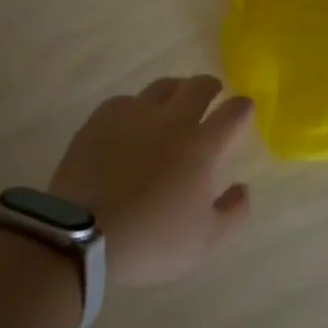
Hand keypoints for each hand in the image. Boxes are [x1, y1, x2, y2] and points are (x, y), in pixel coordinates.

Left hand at [46, 75, 254, 285]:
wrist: (82, 235)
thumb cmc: (151, 240)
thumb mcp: (204, 241)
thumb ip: (232, 212)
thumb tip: (242, 188)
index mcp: (202, 146)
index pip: (233, 113)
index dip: (243, 107)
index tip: (245, 107)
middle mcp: (171, 121)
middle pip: (198, 87)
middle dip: (211, 86)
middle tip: (213, 92)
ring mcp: (133, 116)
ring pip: (162, 87)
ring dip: (176, 90)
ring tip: (176, 100)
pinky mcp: (100, 120)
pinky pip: (125, 101)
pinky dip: (137, 106)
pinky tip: (133, 120)